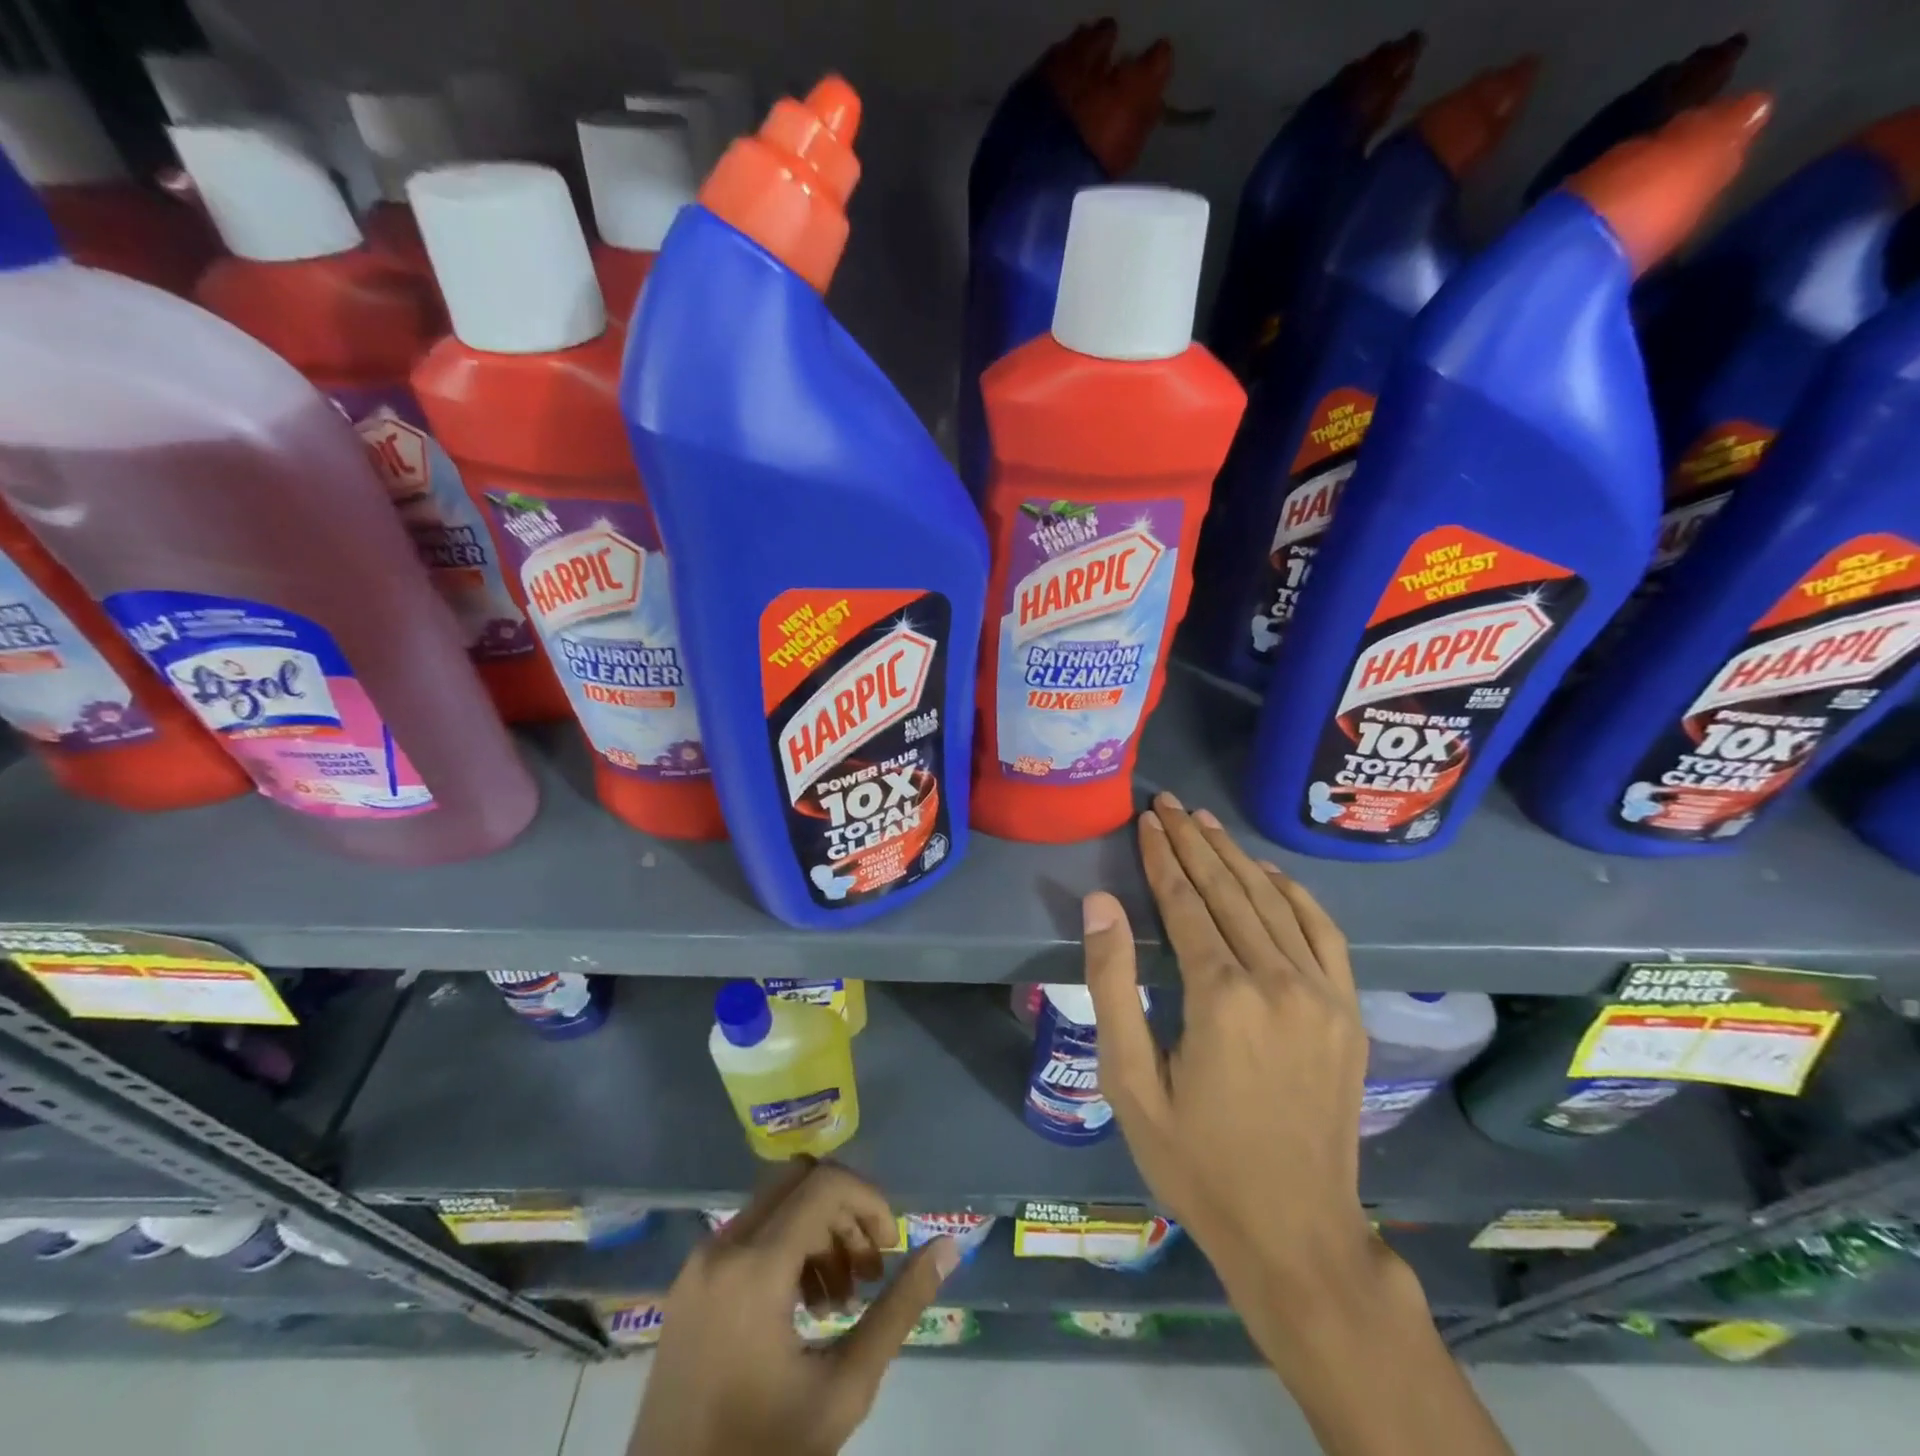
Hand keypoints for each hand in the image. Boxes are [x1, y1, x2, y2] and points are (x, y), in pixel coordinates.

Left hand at [631, 1160, 957, 1455]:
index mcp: (755, 1268)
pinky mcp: (688, 1284)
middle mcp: (722, 1247)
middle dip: (845, 1212)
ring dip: (818, 1231)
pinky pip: (749, 1233)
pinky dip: (787, 1247)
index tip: (891, 1249)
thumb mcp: (844, 1388)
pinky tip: (805, 1306)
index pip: (826, 1185)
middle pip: (800, 1180)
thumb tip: (948, 1246)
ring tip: (842, 1298)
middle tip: (869, 1269)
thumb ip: (899, 1309)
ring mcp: (698, 1264)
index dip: (869, 1202)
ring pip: (775, 1203)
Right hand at [1082, 793, 1388, 1344]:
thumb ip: (1113, 985)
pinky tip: (1267, 872)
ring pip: (1273, 903)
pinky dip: (1293, 893)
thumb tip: (1101, 903)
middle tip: (1169, 803)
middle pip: (1229, 891)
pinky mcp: (1348, 1011)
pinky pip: (1323, 932)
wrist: (1296, 1233)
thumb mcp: (1129, 1082)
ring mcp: (1323, 994)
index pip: (1186, 903)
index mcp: (1222, 997)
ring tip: (1205, 823)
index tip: (1147, 818)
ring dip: (1236, 858)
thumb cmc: (1196, 1161)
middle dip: (1194, 843)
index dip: (1163, 857)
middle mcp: (1278, 981)